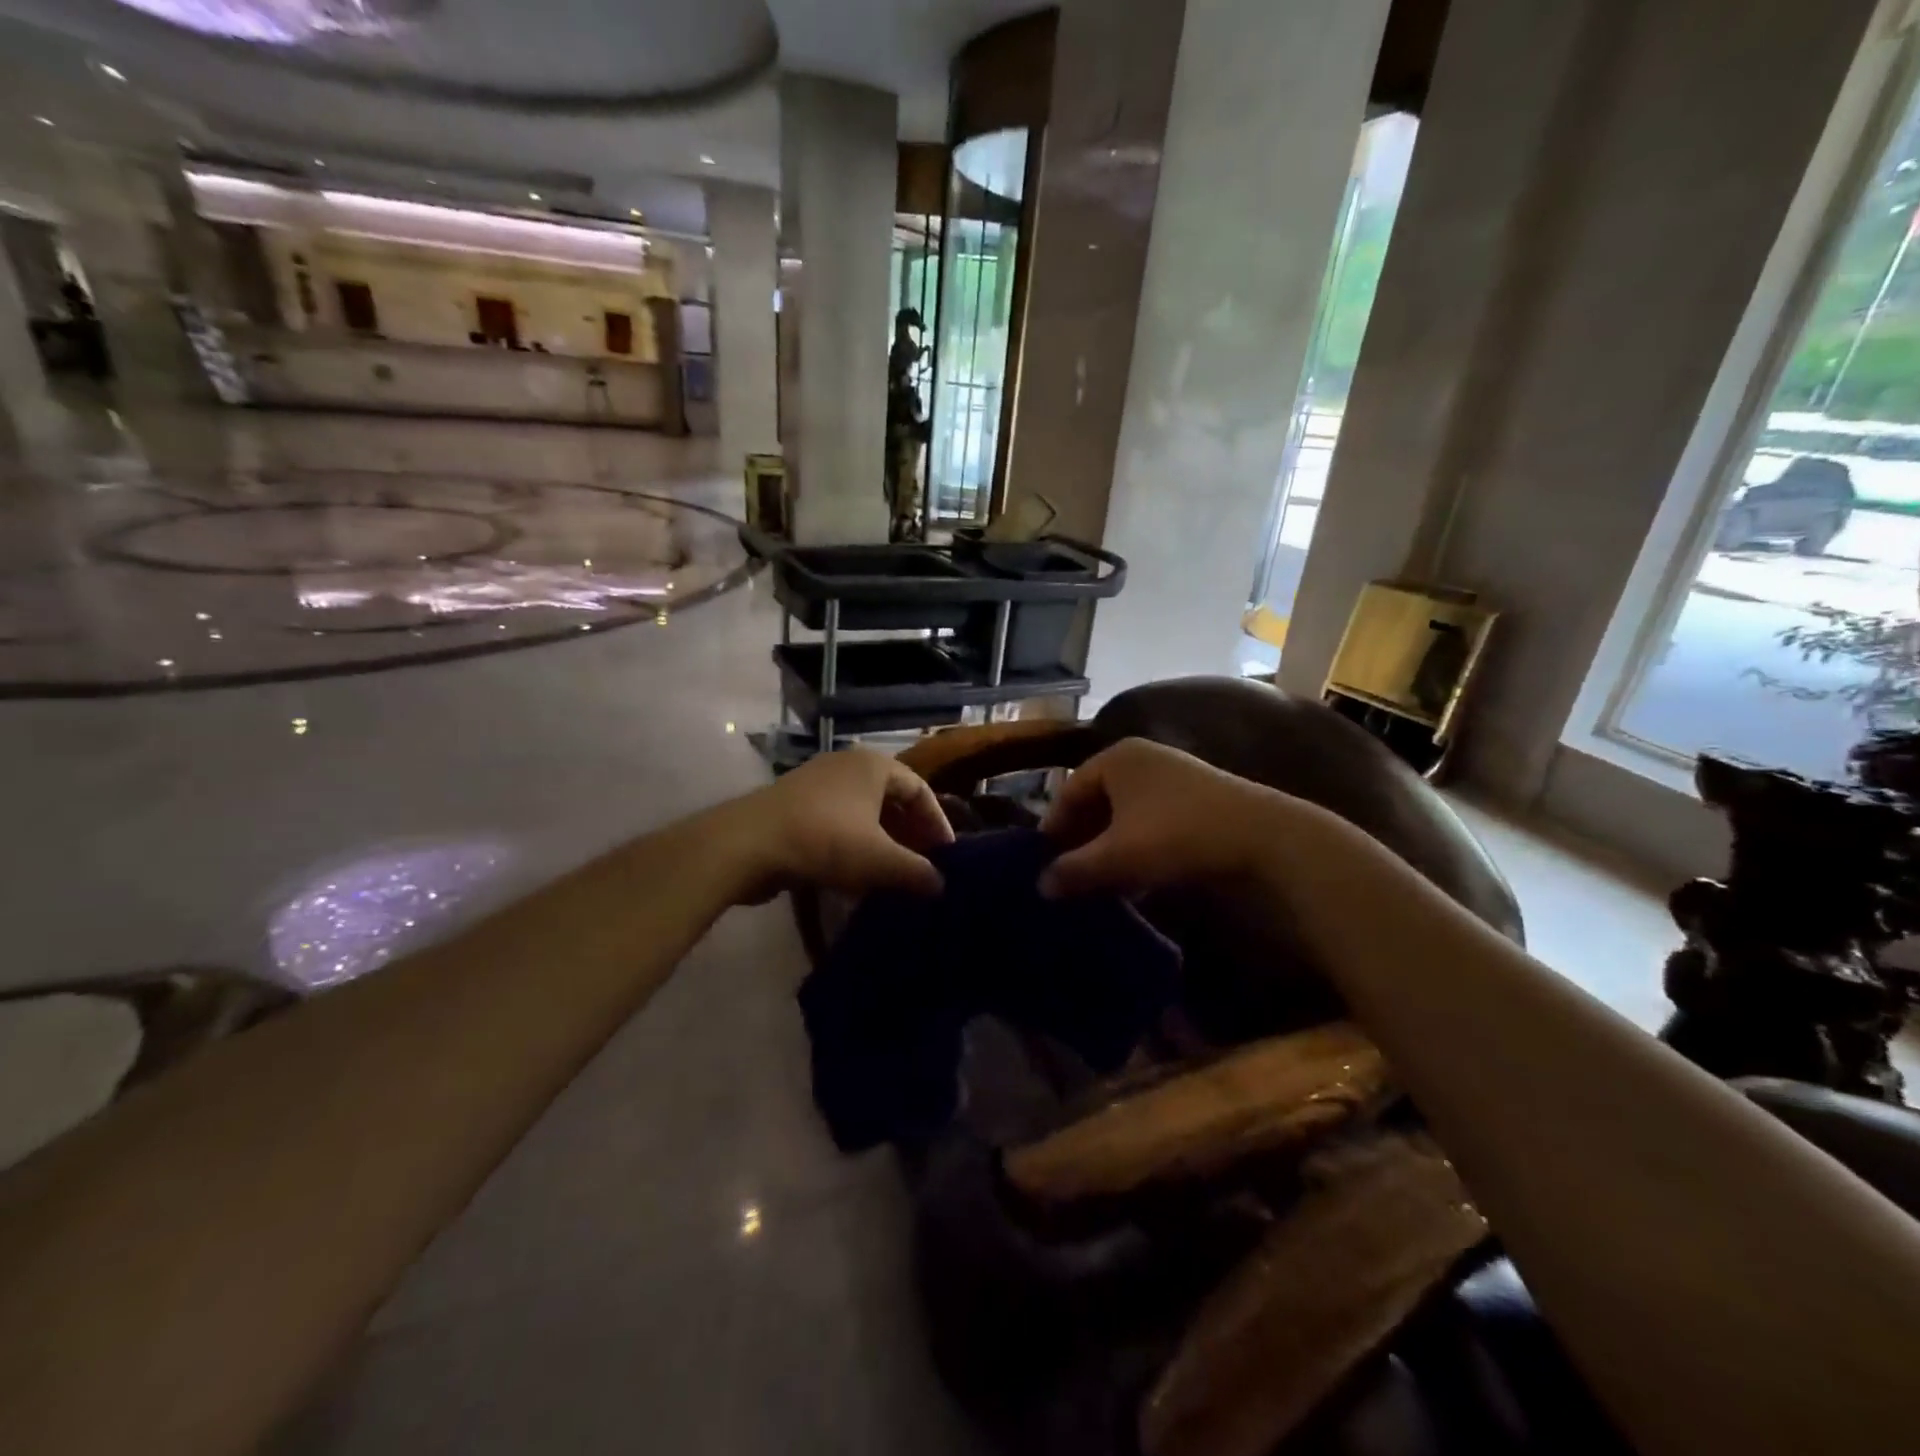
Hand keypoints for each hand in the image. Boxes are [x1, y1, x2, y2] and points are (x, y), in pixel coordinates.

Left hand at [719, 748, 953, 902]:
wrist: (746, 845)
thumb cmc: (825, 840)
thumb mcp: (879, 860)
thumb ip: (916, 872)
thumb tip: (940, 886)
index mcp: (874, 765)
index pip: (920, 790)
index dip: (937, 824)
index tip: (946, 857)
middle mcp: (847, 765)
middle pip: (891, 800)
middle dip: (909, 835)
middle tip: (922, 867)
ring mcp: (817, 784)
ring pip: (863, 814)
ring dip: (882, 844)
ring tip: (892, 876)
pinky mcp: (794, 806)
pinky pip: (837, 823)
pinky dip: (853, 846)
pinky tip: (856, 878)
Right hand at [1038, 739, 1308, 898]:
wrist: (1262, 837)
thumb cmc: (1176, 836)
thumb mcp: (1117, 857)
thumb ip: (1074, 870)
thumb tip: (1041, 886)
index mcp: (1116, 758)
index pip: (1069, 790)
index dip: (1054, 827)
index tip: (1044, 862)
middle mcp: (1142, 758)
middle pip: (1097, 800)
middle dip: (1083, 839)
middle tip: (1071, 873)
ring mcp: (1173, 775)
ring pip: (1125, 813)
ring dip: (1110, 846)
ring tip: (1102, 880)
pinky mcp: (1197, 797)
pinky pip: (1151, 819)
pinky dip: (1138, 845)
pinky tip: (1138, 877)